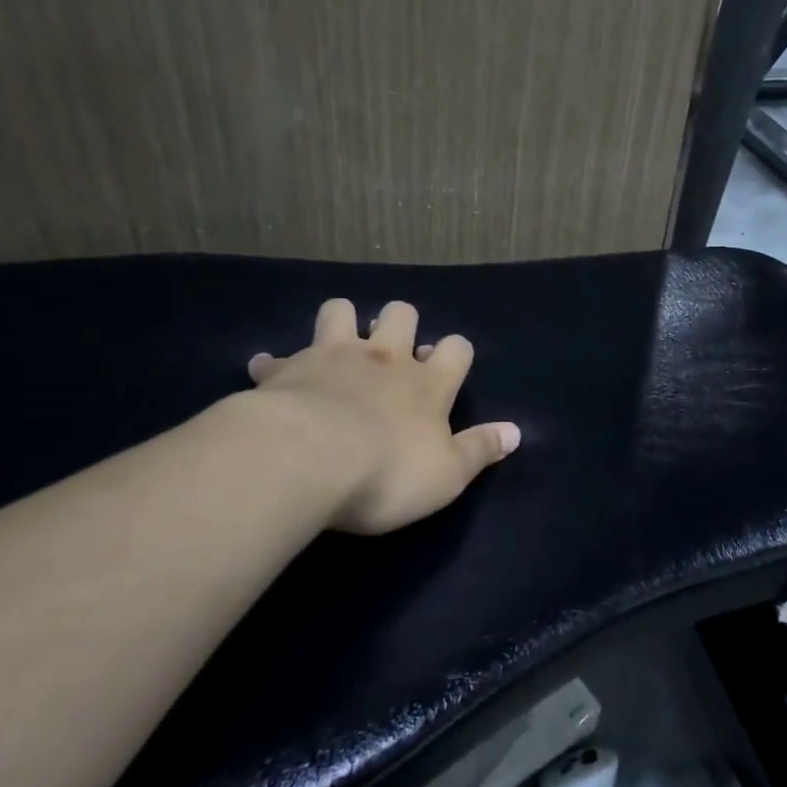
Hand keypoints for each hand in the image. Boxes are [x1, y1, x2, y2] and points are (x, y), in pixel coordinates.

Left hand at [247, 299, 519, 535]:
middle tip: (394, 350)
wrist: (305, 462)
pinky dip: (276, 366)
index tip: (447, 367)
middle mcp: (384, 359)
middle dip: (401, 323)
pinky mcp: (286, 370)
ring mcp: (332, 357)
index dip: (455, 353)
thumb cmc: (387, 472)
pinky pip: (276, 359)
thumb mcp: (448, 475)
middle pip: (401, 315)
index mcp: (427, 384)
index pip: (456, 349)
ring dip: (342, 322)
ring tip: (338, 348)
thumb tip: (516, 432)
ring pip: (340, 312)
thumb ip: (481, 449)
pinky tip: (270, 376)